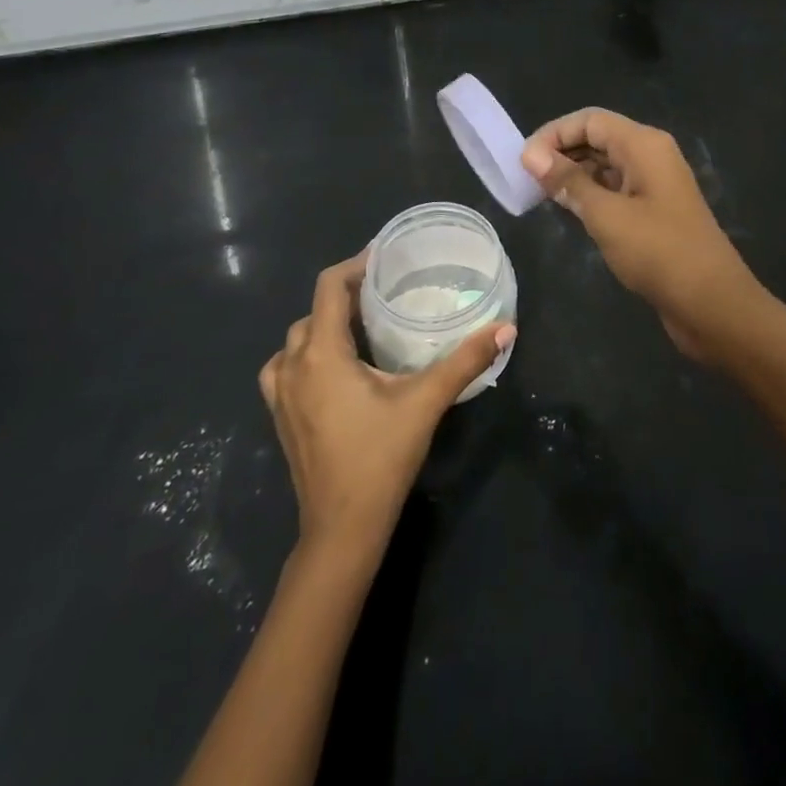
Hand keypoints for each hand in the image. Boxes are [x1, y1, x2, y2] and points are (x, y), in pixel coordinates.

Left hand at [260, 252, 515, 553]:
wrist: (341, 529)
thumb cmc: (380, 458)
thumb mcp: (426, 402)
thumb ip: (465, 361)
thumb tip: (506, 328)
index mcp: (322, 354)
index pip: (329, 287)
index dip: (355, 264)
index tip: (385, 256)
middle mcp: (292, 367)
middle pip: (314, 311)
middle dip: (346, 295)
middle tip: (385, 292)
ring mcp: (280, 395)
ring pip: (296, 340)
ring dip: (325, 325)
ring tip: (362, 326)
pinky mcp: (281, 417)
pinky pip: (286, 367)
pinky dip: (307, 354)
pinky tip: (335, 368)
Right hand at [520, 108, 761, 359]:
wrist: (712, 304)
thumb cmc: (659, 253)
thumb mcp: (607, 216)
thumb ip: (569, 182)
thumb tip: (532, 156)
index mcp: (644, 145)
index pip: (590, 120)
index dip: (554, 134)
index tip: (523, 162)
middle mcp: (650, 155)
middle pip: (598, 138)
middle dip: (561, 152)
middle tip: (525, 179)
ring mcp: (654, 184)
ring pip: (605, 165)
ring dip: (573, 174)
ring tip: (539, 195)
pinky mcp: (653, 211)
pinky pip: (615, 189)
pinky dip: (589, 194)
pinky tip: (567, 210)